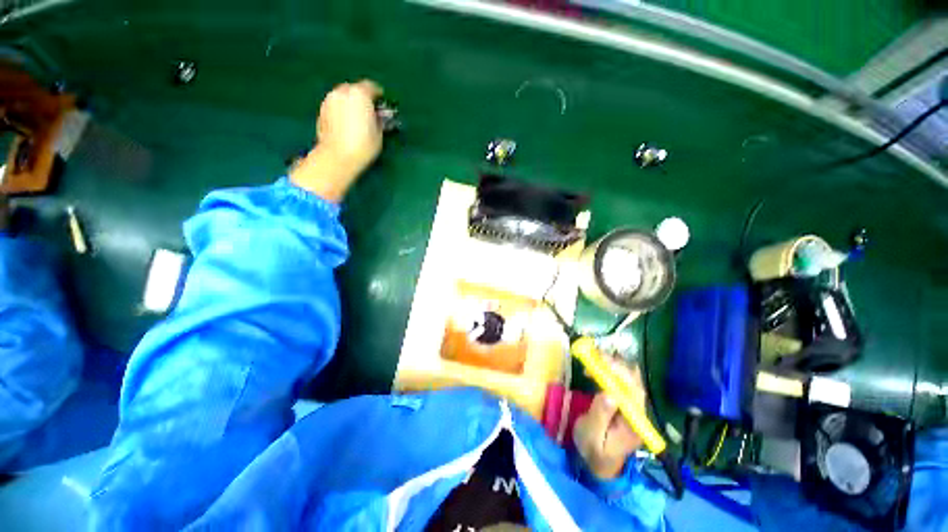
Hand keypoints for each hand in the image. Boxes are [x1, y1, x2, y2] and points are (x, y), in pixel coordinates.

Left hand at [291, 80, 383, 200]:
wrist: (338, 156)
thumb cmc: (363, 145)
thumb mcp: (378, 133)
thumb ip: (378, 119)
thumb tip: (377, 115)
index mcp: (360, 94)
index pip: (371, 87)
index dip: (378, 95)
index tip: (382, 104)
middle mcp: (342, 92)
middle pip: (354, 89)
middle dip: (362, 97)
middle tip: (369, 111)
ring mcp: (329, 100)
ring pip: (343, 96)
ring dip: (350, 103)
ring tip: (357, 118)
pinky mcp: (321, 111)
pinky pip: (335, 106)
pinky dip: (341, 110)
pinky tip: (346, 124)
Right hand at [573, 361, 645, 479]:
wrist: (599, 463)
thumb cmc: (594, 451)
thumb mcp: (592, 437)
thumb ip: (600, 416)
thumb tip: (609, 394)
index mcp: (634, 424)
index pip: (635, 395)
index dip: (623, 376)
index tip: (606, 363)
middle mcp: (637, 413)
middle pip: (634, 383)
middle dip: (617, 366)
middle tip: (596, 355)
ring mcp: (631, 407)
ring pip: (629, 380)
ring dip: (613, 365)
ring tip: (594, 358)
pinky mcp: (623, 402)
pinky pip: (620, 382)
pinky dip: (609, 370)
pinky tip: (596, 367)